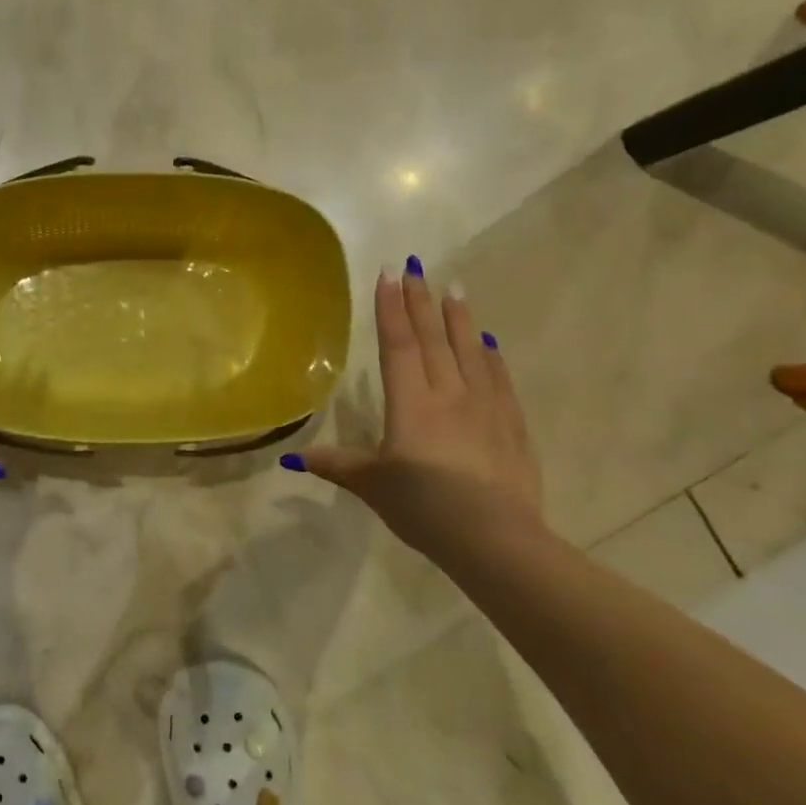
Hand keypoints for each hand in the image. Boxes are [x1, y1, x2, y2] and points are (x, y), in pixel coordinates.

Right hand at [291, 259, 542, 550]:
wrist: (494, 537)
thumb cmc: (423, 506)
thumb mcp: (371, 486)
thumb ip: (336, 464)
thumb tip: (292, 457)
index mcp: (411, 402)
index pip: (398, 345)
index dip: (391, 308)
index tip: (389, 274)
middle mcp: (449, 393)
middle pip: (433, 338)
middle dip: (421, 301)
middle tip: (417, 267)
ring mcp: (486, 407)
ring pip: (470, 351)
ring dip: (460, 318)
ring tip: (455, 289)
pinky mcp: (512, 426)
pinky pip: (500, 380)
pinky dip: (492, 356)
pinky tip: (489, 342)